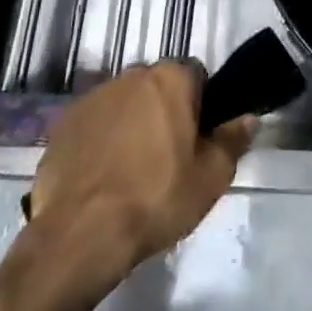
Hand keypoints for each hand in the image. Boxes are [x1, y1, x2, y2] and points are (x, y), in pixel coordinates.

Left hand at [22, 62, 254, 286]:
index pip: (196, 75)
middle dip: (164, 111)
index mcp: (170, 78)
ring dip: (131, 124)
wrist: (79, 235)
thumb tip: (248, 118)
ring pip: (124, 104)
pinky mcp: (63, 123)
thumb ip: (233, 140)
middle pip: (158, 87)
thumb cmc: (155, 199)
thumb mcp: (211, 178)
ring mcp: (93, 97)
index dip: (201, 105)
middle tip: (168, 156)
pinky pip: (94, 124)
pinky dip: (100, 141)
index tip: (198, 139)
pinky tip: (101, 178)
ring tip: (131, 171)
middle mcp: (131, 75)